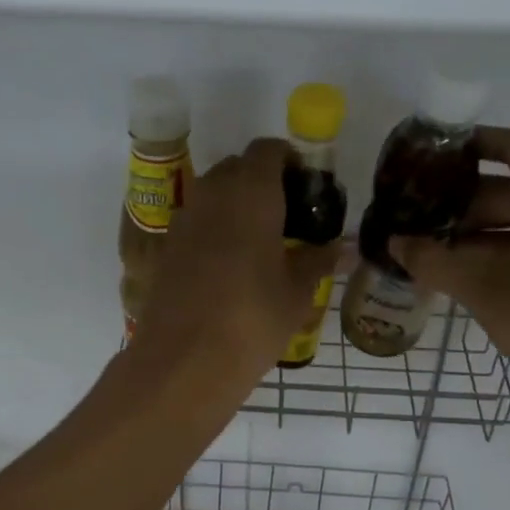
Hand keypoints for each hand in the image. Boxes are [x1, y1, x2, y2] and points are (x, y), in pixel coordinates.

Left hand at [130, 138, 337, 390]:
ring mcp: (184, 217)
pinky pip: (195, 220)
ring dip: (236, 202)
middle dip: (262, 180)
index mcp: (251, 191)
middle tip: (288, 213)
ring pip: (213, 191)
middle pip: (238, 166)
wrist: (184, 360)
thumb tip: (344, 248)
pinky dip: (214, 227)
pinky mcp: (165, 245)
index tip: (306, 185)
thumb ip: (319, 260)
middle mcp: (213, 192)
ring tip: (261, 239)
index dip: (289, 160)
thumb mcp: (297, 291)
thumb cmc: (253, 318)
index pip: (268, 150)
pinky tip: (229, 263)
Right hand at [392, 127, 509, 408]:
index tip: (435, 151)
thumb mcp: (483, 288)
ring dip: (476, 229)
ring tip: (429, 241)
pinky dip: (496, 251)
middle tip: (418, 208)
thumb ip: (434, 260)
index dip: (476, 142)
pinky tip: (459, 269)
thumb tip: (394, 242)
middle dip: (463, 198)